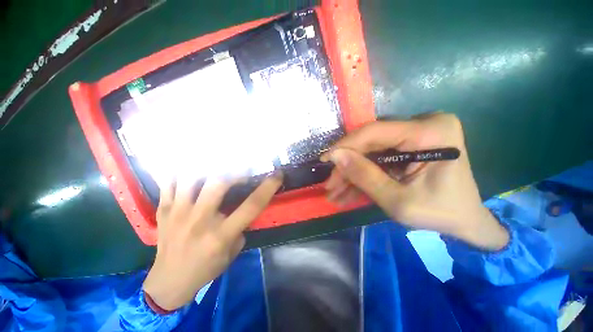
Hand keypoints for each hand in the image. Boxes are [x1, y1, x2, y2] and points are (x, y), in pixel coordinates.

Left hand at [143, 173, 282, 310]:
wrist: (169, 282)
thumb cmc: (206, 268)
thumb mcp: (233, 251)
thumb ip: (241, 225)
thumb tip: (244, 205)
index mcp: (221, 234)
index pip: (251, 205)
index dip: (268, 187)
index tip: (278, 175)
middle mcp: (200, 220)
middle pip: (219, 183)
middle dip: (237, 171)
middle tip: (244, 169)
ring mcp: (178, 213)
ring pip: (192, 177)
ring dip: (208, 167)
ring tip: (219, 164)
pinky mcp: (163, 210)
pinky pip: (170, 182)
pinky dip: (182, 171)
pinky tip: (192, 167)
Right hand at [322, 113, 508, 249]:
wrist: (465, 220)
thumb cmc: (439, 213)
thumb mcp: (397, 200)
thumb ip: (364, 176)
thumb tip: (335, 156)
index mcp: (430, 133)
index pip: (374, 132)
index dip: (345, 146)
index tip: (325, 159)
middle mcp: (423, 125)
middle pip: (369, 143)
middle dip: (347, 166)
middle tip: (330, 184)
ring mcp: (414, 135)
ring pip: (369, 152)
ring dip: (351, 173)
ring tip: (335, 192)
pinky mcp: (407, 145)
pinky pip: (377, 158)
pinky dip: (363, 174)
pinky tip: (347, 191)